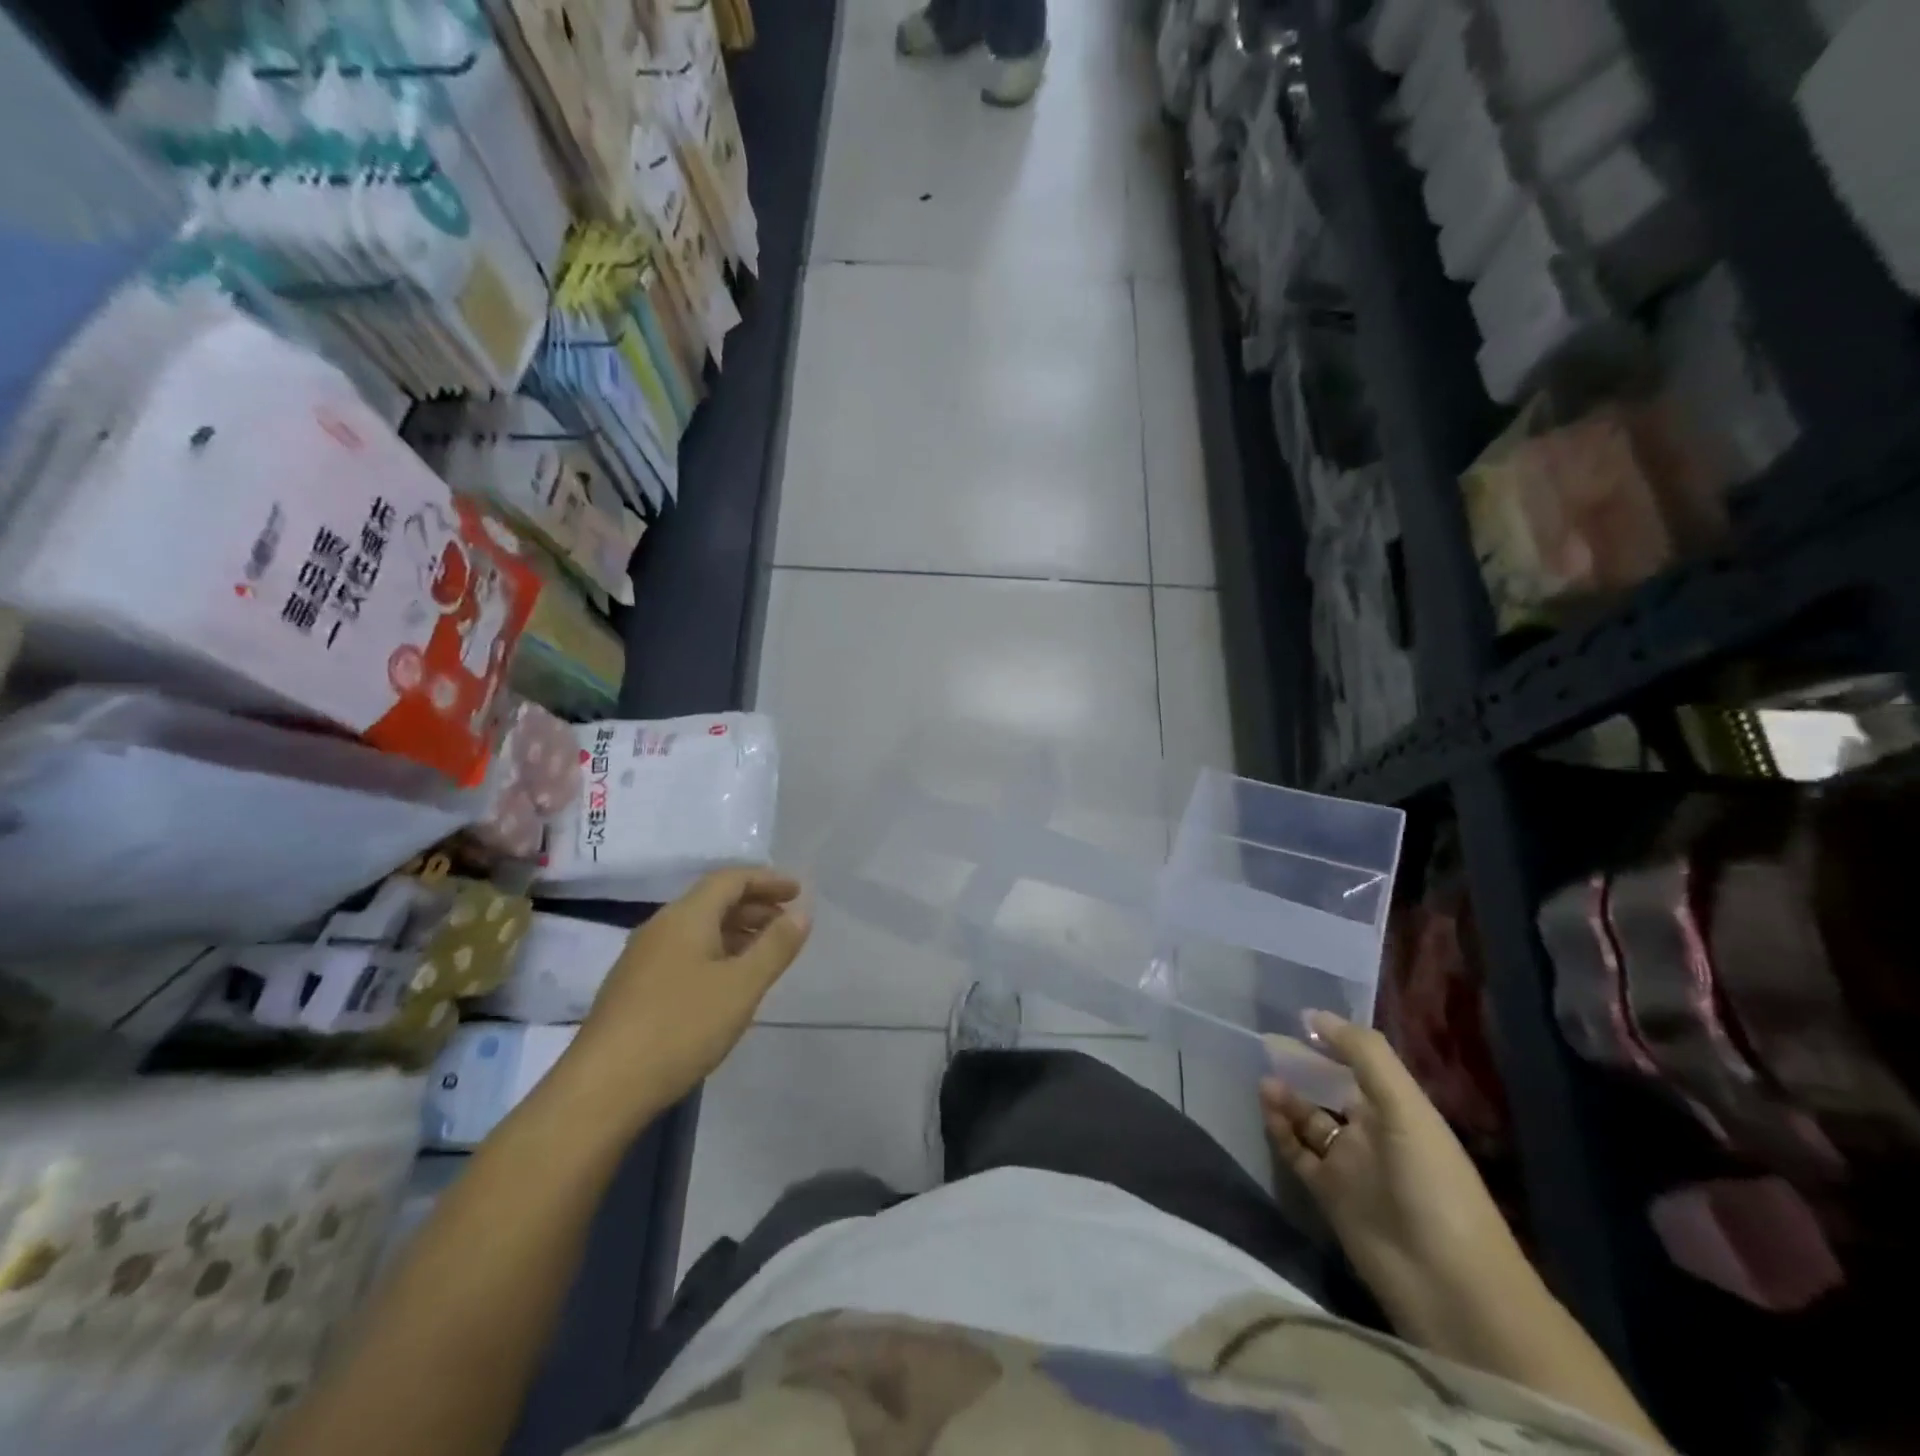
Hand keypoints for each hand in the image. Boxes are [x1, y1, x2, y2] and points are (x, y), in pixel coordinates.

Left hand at [560, 869, 810, 1120]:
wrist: (602, 1089)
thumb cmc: (680, 1027)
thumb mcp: (741, 986)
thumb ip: (775, 946)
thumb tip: (802, 913)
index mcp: (686, 917)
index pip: (731, 879)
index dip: (767, 880)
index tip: (798, 892)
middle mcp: (660, 927)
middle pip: (713, 901)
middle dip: (755, 906)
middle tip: (788, 923)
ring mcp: (642, 959)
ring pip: (698, 929)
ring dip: (736, 931)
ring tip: (765, 953)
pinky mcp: (634, 988)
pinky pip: (684, 953)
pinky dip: (716, 953)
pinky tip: (727, 984)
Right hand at [1260, 1013, 1520, 1321]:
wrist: (1449, 1287)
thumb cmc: (1433, 1185)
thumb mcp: (1406, 1108)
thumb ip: (1363, 1055)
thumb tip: (1312, 1014)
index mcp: (1399, 1110)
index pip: (1360, 1064)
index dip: (1331, 1041)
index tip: (1295, 1018)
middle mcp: (1374, 1132)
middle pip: (1331, 1090)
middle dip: (1303, 1068)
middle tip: (1266, 1044)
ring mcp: (1351, 1165)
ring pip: (1310, 1120)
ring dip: (1288, 1099)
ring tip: (1264, 1080)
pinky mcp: (1329, 1195)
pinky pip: (1298, 1154)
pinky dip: (1281, 1131)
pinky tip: (1267, 1111)